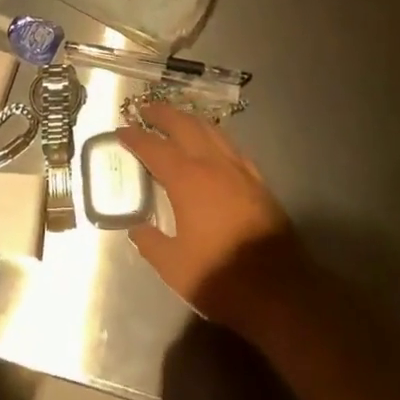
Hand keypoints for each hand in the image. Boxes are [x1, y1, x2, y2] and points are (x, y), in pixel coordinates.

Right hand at [119, 104, 313, 343]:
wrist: (279, 289)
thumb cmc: (219, 276)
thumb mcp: (173, 266)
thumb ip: (150, 242)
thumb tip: (137, 228)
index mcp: (187, 180)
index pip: (154, 147)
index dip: (135, 137)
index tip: (121, 129)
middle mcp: (213, 164)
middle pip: (185, 126)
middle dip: (163, 114)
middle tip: (146, 109)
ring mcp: (239, 170)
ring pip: (212, 130)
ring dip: (190, 120)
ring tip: (176, 120)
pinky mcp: (258, 181)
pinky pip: (231, 147)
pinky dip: (214, 137)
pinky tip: (212, 145)